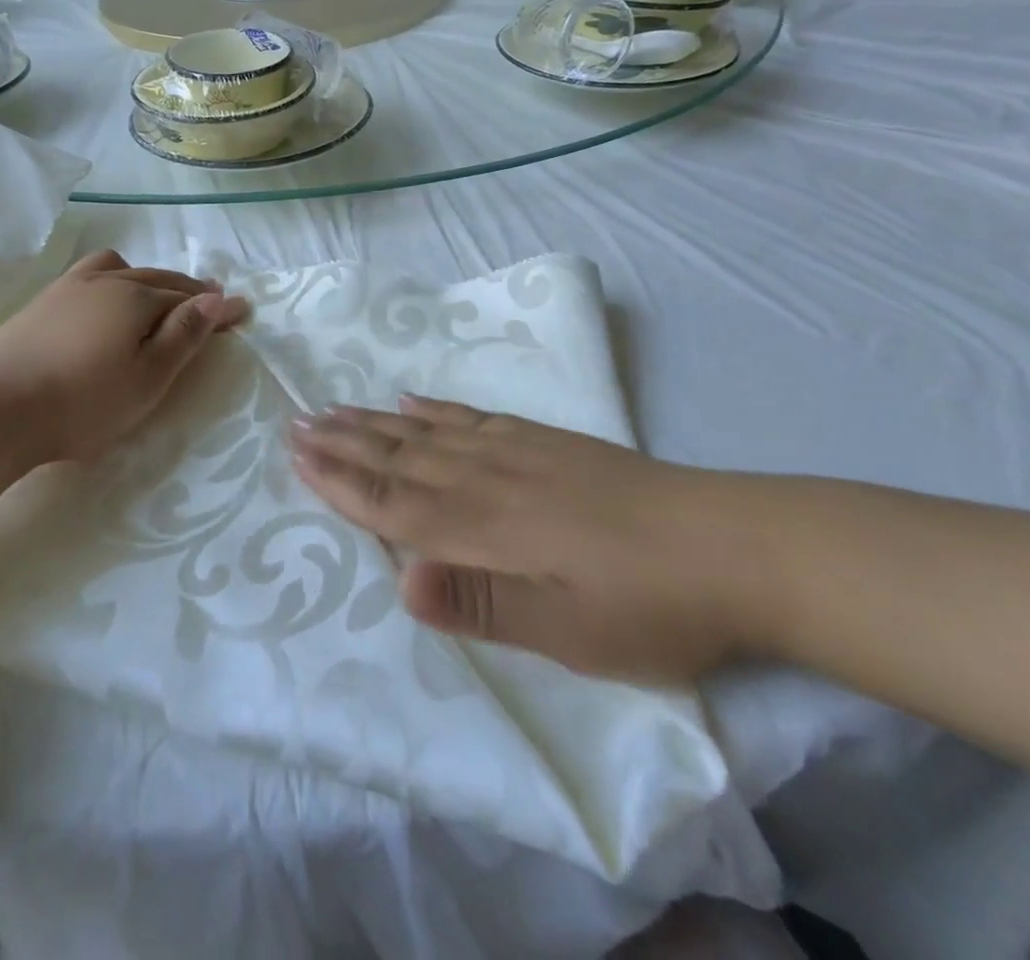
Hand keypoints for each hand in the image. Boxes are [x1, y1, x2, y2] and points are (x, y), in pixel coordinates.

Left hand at [0, 250, 248, 467]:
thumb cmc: (82, 400)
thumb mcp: (147, 377)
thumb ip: (183, 336)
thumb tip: (215, 299)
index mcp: (137, 298)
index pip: (188, 298)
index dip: (217, 306)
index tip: (244, 309)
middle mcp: (106, 281)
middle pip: (157, 278)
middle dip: (187, 287)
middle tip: (210, 296)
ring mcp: (69, 287)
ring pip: (120, 269)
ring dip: (147, 277)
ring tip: (156, 291)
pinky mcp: (42, 301)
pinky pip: (91, 274)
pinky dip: (114, 279)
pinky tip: (104, 297)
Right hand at [288, 397, 772, 683]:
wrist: (734, 543)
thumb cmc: (649, 605)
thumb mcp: (567, 631)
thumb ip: (480, 604)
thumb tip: (400, 581)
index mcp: (484, 528)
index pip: (393, 503)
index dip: (340, 481)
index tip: (295, 454)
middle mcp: (487, 479)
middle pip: (398, 457)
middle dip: (342, 442)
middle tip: (295, 419)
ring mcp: (517, 452)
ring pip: (427, 432)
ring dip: (375, 421)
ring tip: (334, 406)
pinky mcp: (547, 441)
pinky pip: (474, 416)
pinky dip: (436, 407)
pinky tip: (414, 398)